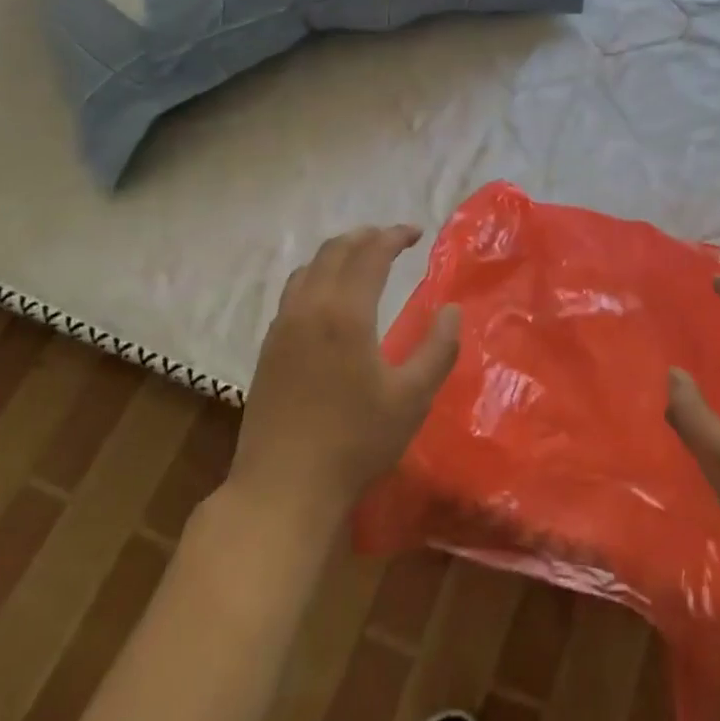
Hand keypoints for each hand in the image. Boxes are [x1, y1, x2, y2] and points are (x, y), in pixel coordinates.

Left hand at [221, 226, 459, 540]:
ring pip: (308, 268)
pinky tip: (328, 297)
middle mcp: (309, 308)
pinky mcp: (268, 348)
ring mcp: (282, 327)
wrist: (283, 487)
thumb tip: (451, 310)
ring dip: (337, 253)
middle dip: (366, 237)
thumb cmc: (356, 441)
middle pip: (334, 251)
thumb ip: (439, 349)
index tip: (417, 233)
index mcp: (345, 312)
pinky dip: (316, 276)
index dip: (394, 236)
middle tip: (392, 239)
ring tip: (361, 258)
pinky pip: (293, 291)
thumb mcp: (413, 398)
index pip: (371, 254)